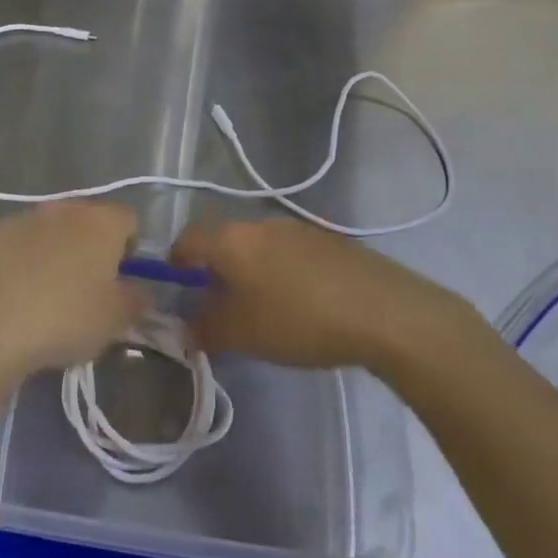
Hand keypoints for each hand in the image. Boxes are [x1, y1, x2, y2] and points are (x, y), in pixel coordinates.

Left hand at [0, 204, 148, 376]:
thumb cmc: (62, 318)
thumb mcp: (114, 321)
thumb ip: (135, 301)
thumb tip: (141, 290)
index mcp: (101, 222)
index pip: (129, 220)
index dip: (130, 249)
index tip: (121, 282)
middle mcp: (62, 209)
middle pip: (85, 222)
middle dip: (87, 250)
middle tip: (82, 293)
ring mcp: (19, 218)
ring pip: (45, 232)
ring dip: (49, 256)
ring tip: (40, 301)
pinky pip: (10, 246)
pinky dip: (13, 265)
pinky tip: (6, 299)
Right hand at [171, 218, 461, 370]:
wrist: (381, 310)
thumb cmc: (299, 319)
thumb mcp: (244, 333)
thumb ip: (206, 329)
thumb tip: (186, 327)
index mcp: (232, 239)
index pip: (187, 239)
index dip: (175, 263)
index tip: (178, 292)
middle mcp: (259, 223)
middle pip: (222, 240)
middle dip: (213, 271)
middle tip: (217, 307)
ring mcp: (295, 228)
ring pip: (255, 246)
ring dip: (247, 271)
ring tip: (258, 309)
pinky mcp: (324, 240)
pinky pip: (284, 252)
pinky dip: (277, 272)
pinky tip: (296, 304)